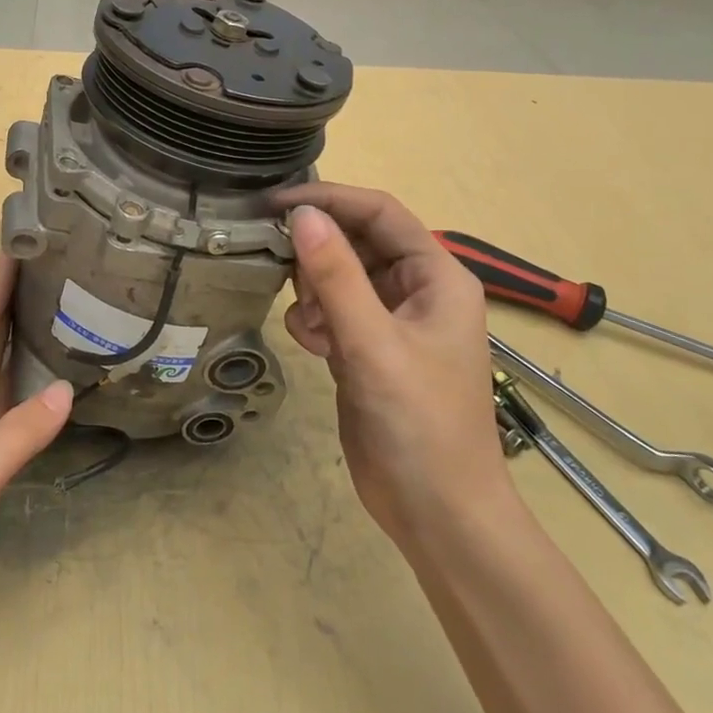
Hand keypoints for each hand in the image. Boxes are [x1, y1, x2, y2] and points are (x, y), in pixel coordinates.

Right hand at [274, 184, 506, 550]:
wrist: (438, 513)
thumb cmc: (420, 423)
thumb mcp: (374, 344)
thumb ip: (336, 276)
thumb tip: (301, 214)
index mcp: (436, 276)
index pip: (380, 213)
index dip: (330, 199)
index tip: (275, 202)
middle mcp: (416, 290)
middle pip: (357, 242)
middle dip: (318, 252)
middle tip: (276, 263)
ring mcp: (391, 322)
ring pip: (339, 277)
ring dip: (314, 289)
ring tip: (308, 322)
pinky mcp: (367, 350)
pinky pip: (332, 312)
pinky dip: (314, 320)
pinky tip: (312, 346)